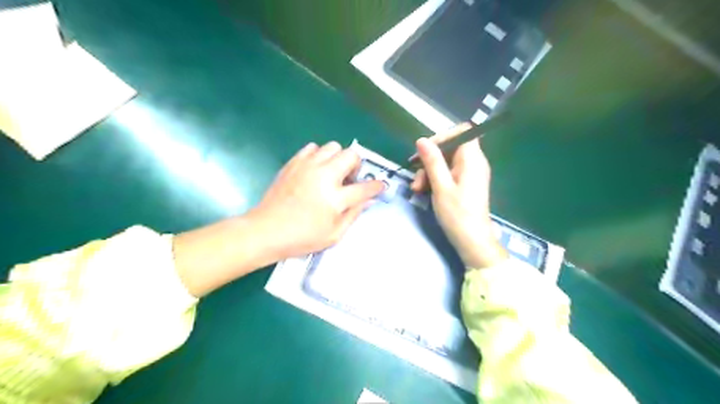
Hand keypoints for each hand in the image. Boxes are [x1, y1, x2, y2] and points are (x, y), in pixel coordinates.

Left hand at [249, 141, 384, 259]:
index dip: (377, 186)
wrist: (266, 230)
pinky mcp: (293, 163)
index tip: (380, 186)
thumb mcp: (334, 234)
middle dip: (356, 165)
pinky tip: (315, 169)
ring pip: (332, 146)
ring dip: (338, 158)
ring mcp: (307, 166)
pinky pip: (312, 148)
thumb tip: (368, 200)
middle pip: (351, 155)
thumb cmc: (301, 237)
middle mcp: (324, 176)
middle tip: (350, 179)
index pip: (365, 187)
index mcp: (335, 197)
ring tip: (332, 173)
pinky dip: (318, 155)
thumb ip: (354, 214)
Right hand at [411, 124, 505, 267]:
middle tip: (416, 174)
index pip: (463, 131)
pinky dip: (435, 179)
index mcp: (472, 159)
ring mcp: (469, 174)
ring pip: (445, 162)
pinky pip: (448, 173)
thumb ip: (432, 161)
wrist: (472, 241)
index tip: (426, 149)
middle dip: (430, 159)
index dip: (443, 136)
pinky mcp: (464, 184)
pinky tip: (423, 191)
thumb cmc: (458, 214)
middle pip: (450, 148)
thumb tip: (422, 140)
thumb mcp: (441, 186)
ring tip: (417, 189)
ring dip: (428, 171)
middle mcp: (473, 163)